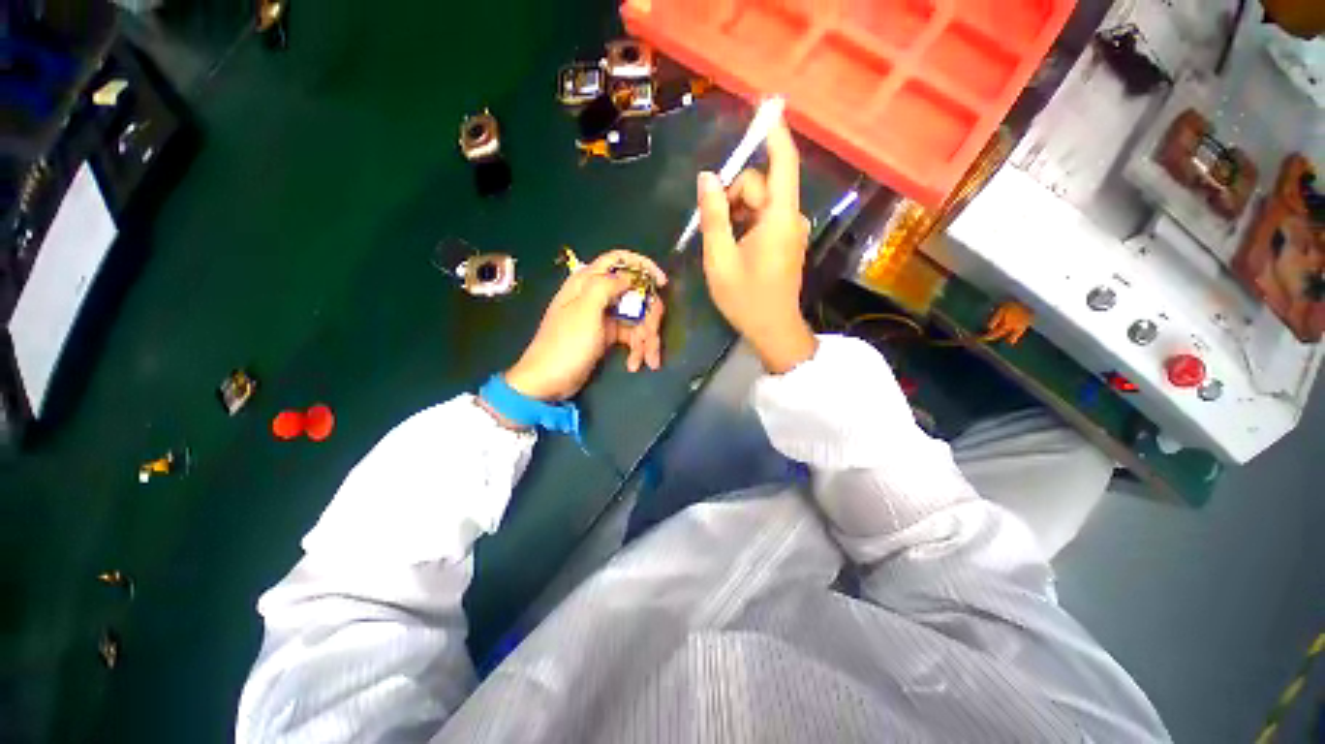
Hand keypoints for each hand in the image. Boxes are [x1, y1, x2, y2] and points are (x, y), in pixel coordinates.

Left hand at [504, 249, 666, 401]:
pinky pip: (631, 335)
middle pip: (635, 294)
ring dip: (646, 339)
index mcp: (587, 282)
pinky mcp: (608, 335)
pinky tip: (634, 364)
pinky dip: (637, 349)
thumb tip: (629, 277)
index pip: (618, 260)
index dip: (643, 266)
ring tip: (648, 361)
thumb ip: (606, 286)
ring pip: (637, 317)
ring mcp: (604, 316)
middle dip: (649, 317)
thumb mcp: (585, 311)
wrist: (549, 382)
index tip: (662, 283)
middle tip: (652, 337)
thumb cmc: (566, 345)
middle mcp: (597, 295)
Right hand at [697, 116, 816, 373]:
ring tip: (721, 244)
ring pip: (760, 203)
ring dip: (736, 213)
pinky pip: (764, 218)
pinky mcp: (787, 241)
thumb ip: (713, 216)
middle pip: (761, 185)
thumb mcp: (720, 259)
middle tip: (711, 227)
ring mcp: (790, 230)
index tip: (765, 106)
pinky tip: (734, 246)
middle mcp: (791, 217)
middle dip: (732, 197)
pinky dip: (745, 223)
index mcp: (778, 218)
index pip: (782, 162)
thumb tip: (707, 178)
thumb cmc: (746, 299)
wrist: (773, 329)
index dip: (774, 132)